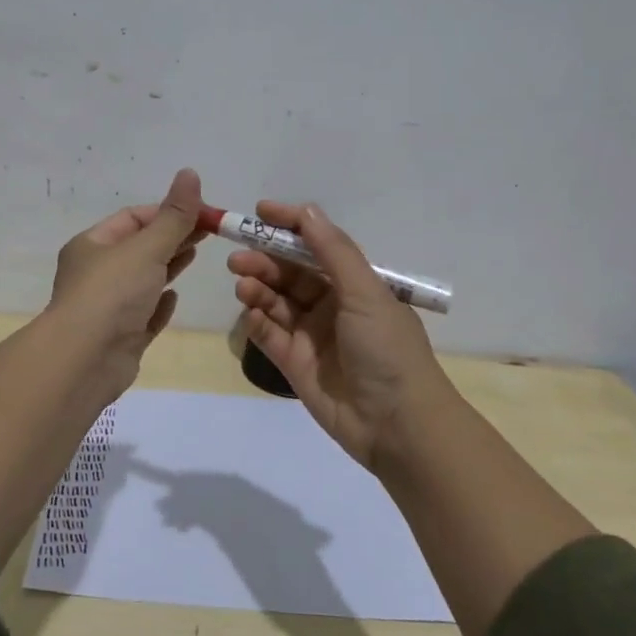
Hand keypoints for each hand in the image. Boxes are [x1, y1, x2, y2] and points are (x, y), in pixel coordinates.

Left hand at [48, 168, 205, 400]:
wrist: (85, 361)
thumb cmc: (112, 294)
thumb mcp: (146, 248)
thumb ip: (174, 216)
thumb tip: (190, 173)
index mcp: (92, 245)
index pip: (133, 218)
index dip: (168, 211)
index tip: (203, 213)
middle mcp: (96, 273)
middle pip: (140, 248)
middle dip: (173, 237)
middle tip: (211, 232)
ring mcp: (108, 308)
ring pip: (143, 280)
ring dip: (168, 267)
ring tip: (197, 256)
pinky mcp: (121, 337)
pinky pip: (144, 314)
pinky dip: (159, 304)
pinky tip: (174, 298)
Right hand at [229, 201, 451, 470]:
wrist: (397, 425)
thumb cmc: (387, 349)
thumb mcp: (366, 292)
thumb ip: (333, 251)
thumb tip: (307, 210)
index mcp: (355, 284)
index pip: (317, 246)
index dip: (290, 227)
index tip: (259, 212)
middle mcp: (332, 305)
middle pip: (291, 274)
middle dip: (265, 261)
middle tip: (238, 258)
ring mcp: (312, 335)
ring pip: (276, 302)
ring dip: (258, 289)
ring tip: (242, 285)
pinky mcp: (295, 364)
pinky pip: (269, 335)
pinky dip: (257, 322)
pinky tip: (250, 315)